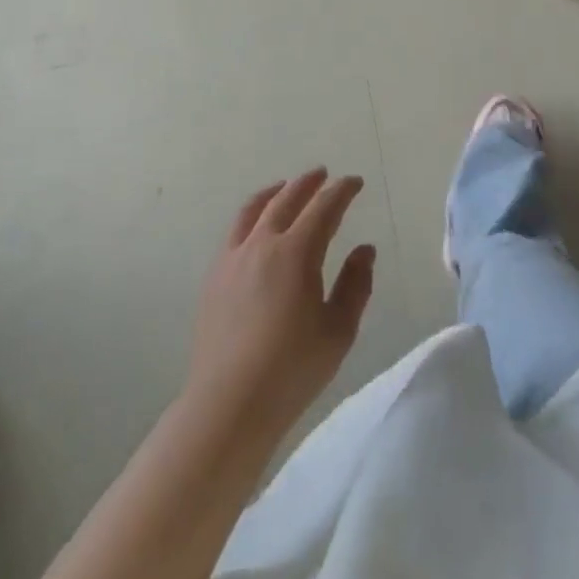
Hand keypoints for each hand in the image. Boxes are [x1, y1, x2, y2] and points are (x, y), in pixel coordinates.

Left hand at [185, 168, 376, 437]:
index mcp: (297, 252)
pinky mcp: (214, 276)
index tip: (355, 183)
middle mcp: (263, 243)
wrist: (228, 404)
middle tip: (323, 175)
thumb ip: (355, 284)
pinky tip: (257, 227)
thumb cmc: (292, 369)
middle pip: (287, 198)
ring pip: (255, 209)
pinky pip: (235, 230)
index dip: (342, 191)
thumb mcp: (338, 330)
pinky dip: (252, 215)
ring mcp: (233, 257)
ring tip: (286, 187)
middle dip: (308, 183)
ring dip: (276, 192)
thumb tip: (364, 249)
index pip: (324, 207)